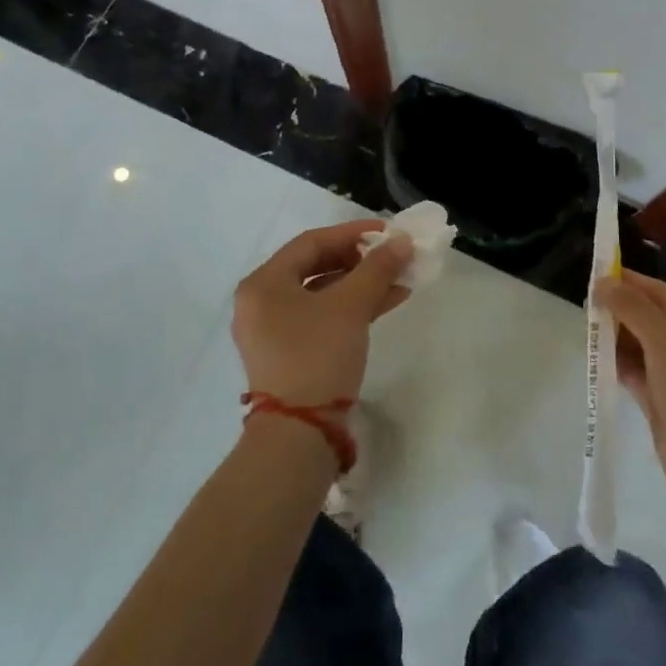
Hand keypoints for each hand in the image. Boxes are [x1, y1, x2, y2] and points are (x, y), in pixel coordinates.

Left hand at [233, 221, 414, 403]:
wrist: (300, 435)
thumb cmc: (317, 355)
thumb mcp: (351, 306)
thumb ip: (377, 268)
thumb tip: (402, 241)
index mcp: (264, 283)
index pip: (311, 242)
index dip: (352, 233)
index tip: (387, 231)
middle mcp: (262, 302)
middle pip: (316, 266)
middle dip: (360, 260)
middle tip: (393, 255)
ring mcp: (274, 331)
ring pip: (323, 294)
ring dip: (362, 284)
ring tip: (400, 278)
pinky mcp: (290, 354)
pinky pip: (323, 317)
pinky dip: (353, 308)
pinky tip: (388, 301)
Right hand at [600, 270, 665, 510]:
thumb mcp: (665, 339)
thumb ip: (632, 306)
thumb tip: (603, 281)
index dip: (631, 283)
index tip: (596, 273)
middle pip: (655, 318)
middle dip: (622, 311)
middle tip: (587, 305)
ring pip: (646, 346)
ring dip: (619, 337)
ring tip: (588, 329)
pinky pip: (642, 373)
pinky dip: (622, 364)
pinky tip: (598, 357)